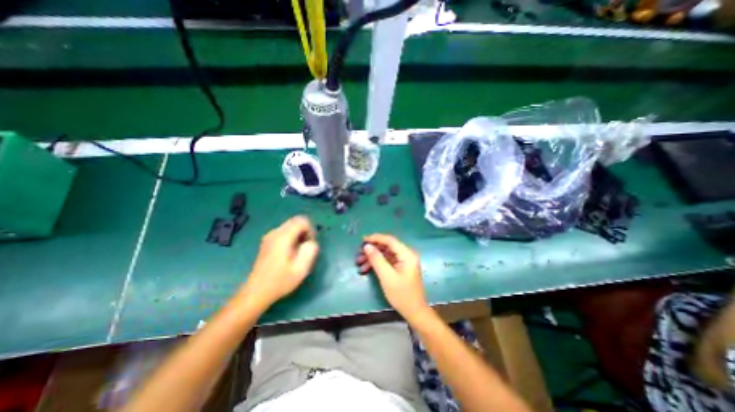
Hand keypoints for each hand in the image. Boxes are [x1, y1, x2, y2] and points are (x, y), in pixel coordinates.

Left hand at [243, 218, 320, 310]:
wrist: (256, 292)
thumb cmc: (280, 281)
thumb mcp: (301, 268)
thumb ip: (310, 250)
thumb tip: (312, 241)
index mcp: (283, 237)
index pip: (302, 220)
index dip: (311, 229)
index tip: (311, 243)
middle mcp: (275, 233)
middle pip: (296, 221)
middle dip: (305, 231)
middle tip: (306, 247)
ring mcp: (269, 236)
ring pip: (290, 226)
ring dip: (299, 234)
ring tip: (299, 251)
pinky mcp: (267, 241)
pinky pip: (284, 232)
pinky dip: (292, 237)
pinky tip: (291, 252)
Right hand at [356, 236, 431, 321]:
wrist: (414, 312)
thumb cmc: (402, 295)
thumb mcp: (387, 277)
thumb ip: (377, 260)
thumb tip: (367, 246)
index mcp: (407, 254)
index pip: (390, 240)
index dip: (376, 238)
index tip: (362, 240)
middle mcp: (406, 254)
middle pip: (387, 246)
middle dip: (372, 249)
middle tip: (359, 254)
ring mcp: (403, 261)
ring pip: (385, 253)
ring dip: (372, 257)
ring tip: (359, 263)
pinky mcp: (400, 267)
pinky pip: (387, 261)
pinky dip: (377, 263)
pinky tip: (366, 268)